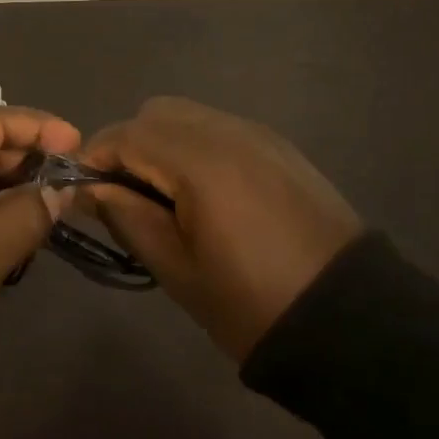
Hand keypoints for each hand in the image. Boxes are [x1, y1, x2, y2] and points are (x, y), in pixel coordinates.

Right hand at [78, 97, 362, 360]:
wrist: (355, 324)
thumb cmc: (252, 303)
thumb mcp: (176, 268)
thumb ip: (126, 216)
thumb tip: (89, 189)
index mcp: (198, 159)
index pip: (125, 135)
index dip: (94, 158)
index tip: (82, 192)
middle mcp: (226, 130)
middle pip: (155, 114)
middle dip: (128, 145)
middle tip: (125, 196)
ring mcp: (258, 135)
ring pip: (188, 116)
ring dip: (162, 144)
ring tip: (164, 196)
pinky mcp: (280, 148)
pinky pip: (219, 129)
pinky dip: (195, 146)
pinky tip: (204, 194)